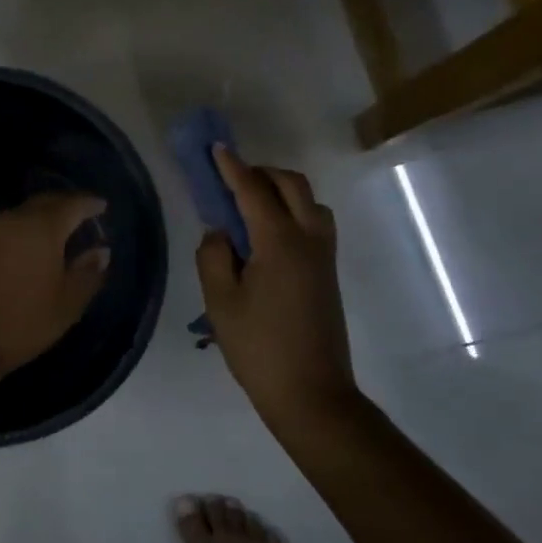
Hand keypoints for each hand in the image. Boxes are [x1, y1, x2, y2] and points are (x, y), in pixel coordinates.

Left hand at [0, 192, 110, 381]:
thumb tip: (101, 251)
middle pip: (44, 202)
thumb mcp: (66, 305)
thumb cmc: (20, 322)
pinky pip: (2, 229)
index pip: (72, 204)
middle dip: (64, 204)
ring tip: (55, 233)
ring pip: (20, 214)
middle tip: (81, 214)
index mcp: (42, 228)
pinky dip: (19, 232)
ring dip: (40, 218)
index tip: (102, 206)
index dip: (90, 203)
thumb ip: (87, 274)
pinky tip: (23, 249)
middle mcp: (13, 220)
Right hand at [197, 147, 361, 434]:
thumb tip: (220, 233)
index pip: (253, 190)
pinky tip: (268, 233)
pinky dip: (293, 210)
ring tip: (249, 205)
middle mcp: (308, 239)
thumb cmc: (259, 347)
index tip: (216, 148)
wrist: (312, 394)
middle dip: (261, 172)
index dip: (232, 167)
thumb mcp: (220, 301)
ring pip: (309, 201)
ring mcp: (324, 256)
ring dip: (281, 190)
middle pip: (291, 185)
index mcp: (279, 242)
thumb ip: (213, 256)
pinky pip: (314, 222)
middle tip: (230, 178)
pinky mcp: (328, 273)